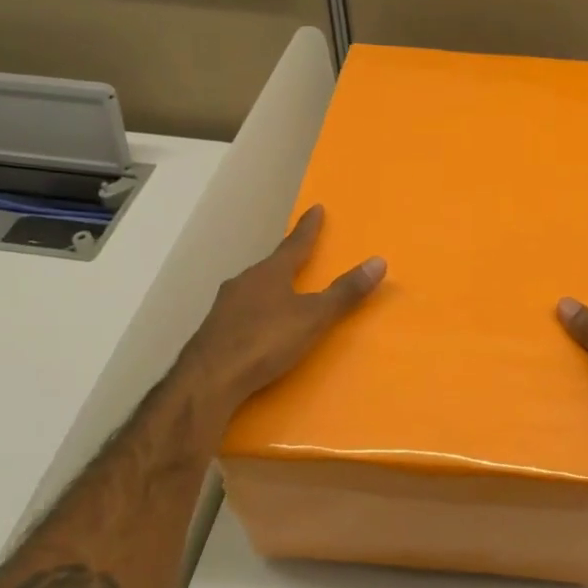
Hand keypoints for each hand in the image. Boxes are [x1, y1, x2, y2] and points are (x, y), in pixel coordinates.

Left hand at [169, 205, 384, 433]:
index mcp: (270, 273)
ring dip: (268, 287)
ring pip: (253, 288)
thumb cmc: (265, 341)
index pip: (295, 244)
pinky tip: (257, 325)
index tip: (316, 208)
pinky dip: (254, 311)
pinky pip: (241, 312)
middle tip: (299, 255)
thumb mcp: (313, 317)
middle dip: (286, 260)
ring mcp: (225, 306)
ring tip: (281, 292)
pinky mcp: (214, 331)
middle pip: (271, 265)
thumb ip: (344, 293)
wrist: (208, 380)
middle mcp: (245, 282)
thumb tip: (379, 261)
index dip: (308, 228)